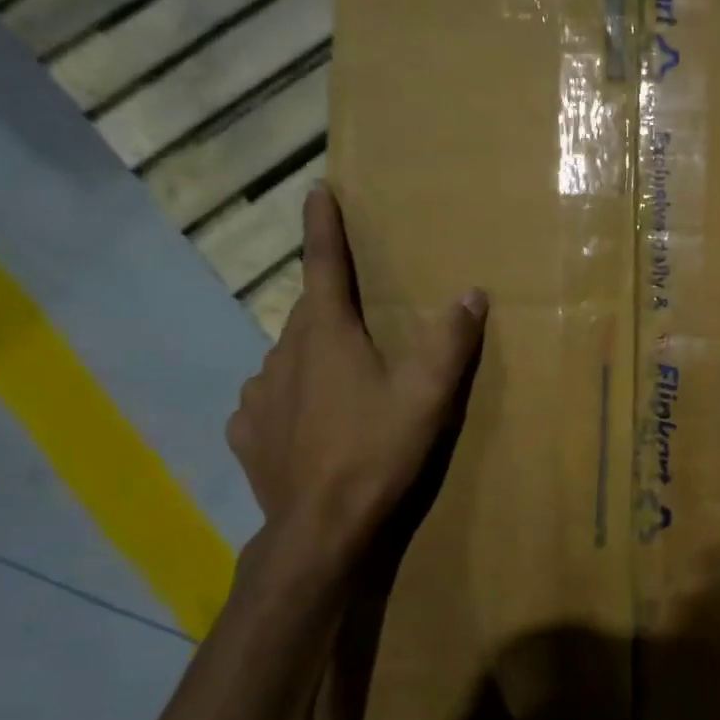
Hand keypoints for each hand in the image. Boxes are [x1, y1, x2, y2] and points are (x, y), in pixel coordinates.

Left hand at [226, 184, 487, 565]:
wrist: (319, 529)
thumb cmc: (376, 452)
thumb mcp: (427, 396)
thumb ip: (450, 342)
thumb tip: (471, 293)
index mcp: (326, 334)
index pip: (323, 264)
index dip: (323, 225)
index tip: (317, 191)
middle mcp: (283, 353)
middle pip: (308, 313)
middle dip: (330, 305)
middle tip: (357, 317)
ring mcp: (258, 395)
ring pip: (287, 358)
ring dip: (312, 357)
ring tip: (339, 382)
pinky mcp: (248, 433)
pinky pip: (268, 400)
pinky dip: (288, 399)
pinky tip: (305, 422)